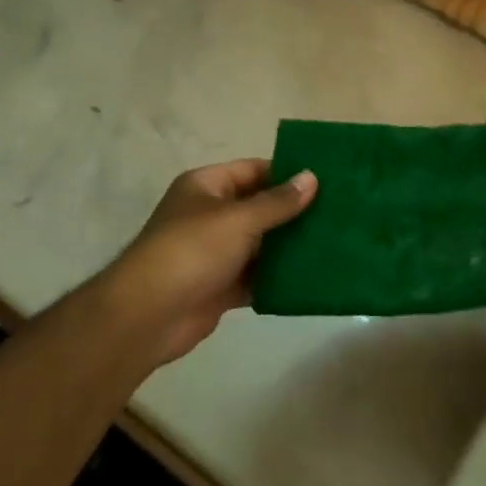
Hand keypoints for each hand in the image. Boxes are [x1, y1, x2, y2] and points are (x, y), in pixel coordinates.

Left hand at [97, 160, 316, 363]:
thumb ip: (277, 201)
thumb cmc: (192, 251)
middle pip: (259, 207)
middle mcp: (210, 215)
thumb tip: (311, 177)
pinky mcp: (220, 286)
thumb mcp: (239, 219)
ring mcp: (215, 253)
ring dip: (289, 247)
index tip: (326, 180)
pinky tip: (311, 278)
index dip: (287, 173)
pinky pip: (256, 276)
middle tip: (338, 213)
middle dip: (294, 212)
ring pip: (260, 244)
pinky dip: (278, 278)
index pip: (253, 170)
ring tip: (333, 243)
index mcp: (206, 187)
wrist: (148, 316)